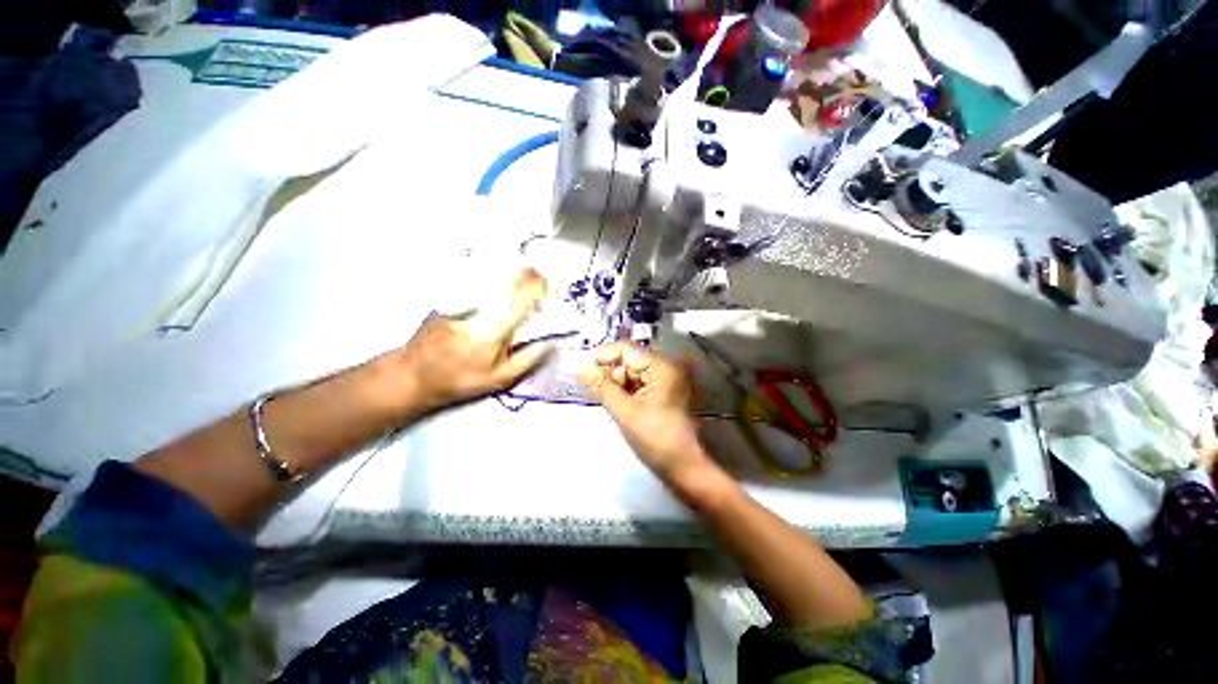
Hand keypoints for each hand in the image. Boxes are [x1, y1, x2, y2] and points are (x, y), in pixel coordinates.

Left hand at [398, 269, 550, 414]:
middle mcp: (481, 307)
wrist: (414, 374)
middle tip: (538, 275)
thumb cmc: (461, 379)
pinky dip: (492, 277)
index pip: (524, 297)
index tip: (550, 283)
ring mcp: (463, 300)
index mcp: (496, 327)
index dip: (539, 286)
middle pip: (509, 279)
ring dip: (511, 273)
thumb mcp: (500, 378)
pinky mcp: (451, 298)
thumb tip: (551, 343)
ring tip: (522, 275)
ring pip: (492, 276)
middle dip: (527, 274)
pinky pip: (476, 281)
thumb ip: (528, 359)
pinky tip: (497, 281)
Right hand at [579, 343, 716, 482]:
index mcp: (661, 367)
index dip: (602, 355)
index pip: (626, 349)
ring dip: (616, 385)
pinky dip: (626, 392)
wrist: (684, 468)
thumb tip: (582, 368)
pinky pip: (639, 385)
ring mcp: (666, 381)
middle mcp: (666, 368)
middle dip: (610, 374)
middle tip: (594, 392)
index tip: (582, 369)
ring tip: (610, 404)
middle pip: (629, 361)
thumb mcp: (625, 411)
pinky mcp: (664, 394)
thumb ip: (602, 386)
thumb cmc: (656, 438)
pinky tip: (619, 406)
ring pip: (632, 374)